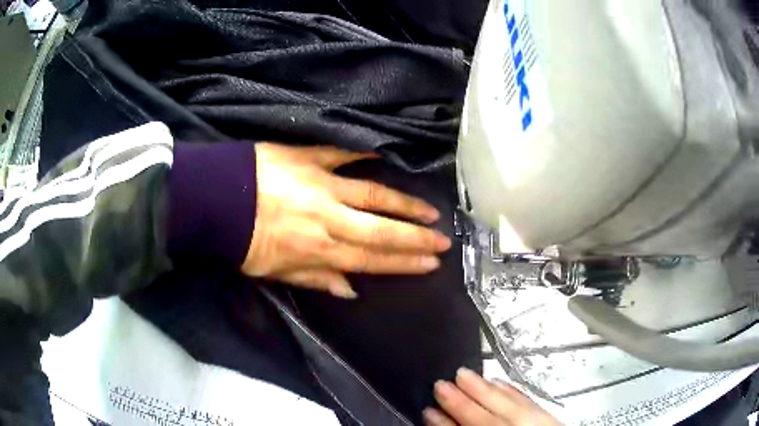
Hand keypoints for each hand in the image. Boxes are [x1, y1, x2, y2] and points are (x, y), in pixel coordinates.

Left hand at [242, 143, 451, 297]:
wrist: (215, 201)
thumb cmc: (242, 241)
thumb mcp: (275, 272)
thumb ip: (316, 279)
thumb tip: (352, 291)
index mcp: (319, 250)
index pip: (372, 259)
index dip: (404, 263)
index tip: (430, 263)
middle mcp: (329, 219)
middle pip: (381, 230)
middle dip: (416, 238)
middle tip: (444, 241)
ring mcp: (323, 185)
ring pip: (373, 195)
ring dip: (404, 205)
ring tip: (430, 212)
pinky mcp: (310, 158)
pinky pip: (342, 154)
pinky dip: (363, 153)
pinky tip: (387, 155)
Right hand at [424, 369, 561, 425]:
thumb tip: (443, 423)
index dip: (447, 422)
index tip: (429, 409)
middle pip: (488, 417)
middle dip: (464, 400)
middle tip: (443, 382)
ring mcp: (537, 423)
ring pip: (510, 404)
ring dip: (486, 389)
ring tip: (467, 375)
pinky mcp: (548, 418)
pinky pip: (528, 401)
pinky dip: (512, 391)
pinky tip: (501, 383)